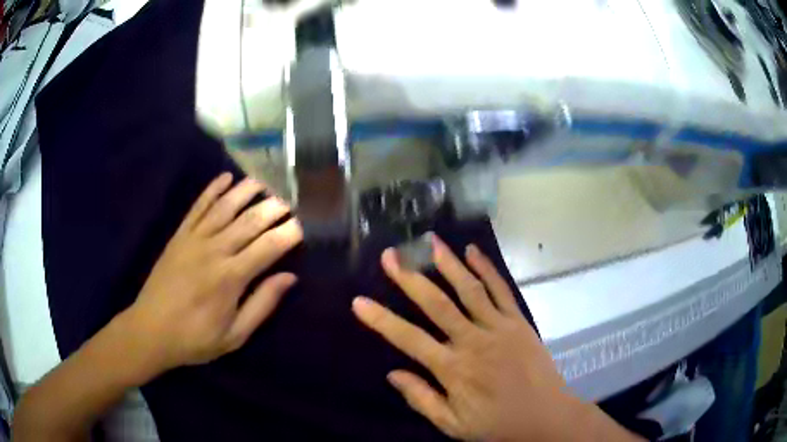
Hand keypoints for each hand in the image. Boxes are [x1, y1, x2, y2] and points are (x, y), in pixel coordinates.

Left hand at [121, 173, 302, 375]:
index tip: (303, 226)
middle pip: (250, 221)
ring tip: (264, 182)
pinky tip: (225, 177)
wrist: (151, 330)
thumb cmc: (195, 338)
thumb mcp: (234, 335)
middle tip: (289, 202)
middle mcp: (214, 251)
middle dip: (273, 208)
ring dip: (246, 191)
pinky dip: (212, 190)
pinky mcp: (179, 236)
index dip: (289, 233)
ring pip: (225, 207)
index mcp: (231, 278)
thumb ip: (262, 304)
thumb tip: (290, 277)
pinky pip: (198, 207)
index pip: (268, 247)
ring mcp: (194, 239)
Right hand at [352, 236, 624, 440]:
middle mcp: (474, 341)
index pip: (409, 339)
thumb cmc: (497, 424)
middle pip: (437, 304)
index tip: (359, 302)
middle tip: (390, 255)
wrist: (546, 416)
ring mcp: (499, 327)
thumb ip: (422, 399)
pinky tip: (472, 251)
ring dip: (448, 264)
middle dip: (410, 278)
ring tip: (429, 241)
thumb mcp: (453, 424)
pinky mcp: (519, 321)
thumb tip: (392, 374)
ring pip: (469, 289)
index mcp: (454, 369)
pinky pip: (501, 290)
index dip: (382, 320)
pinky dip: (486, 269)